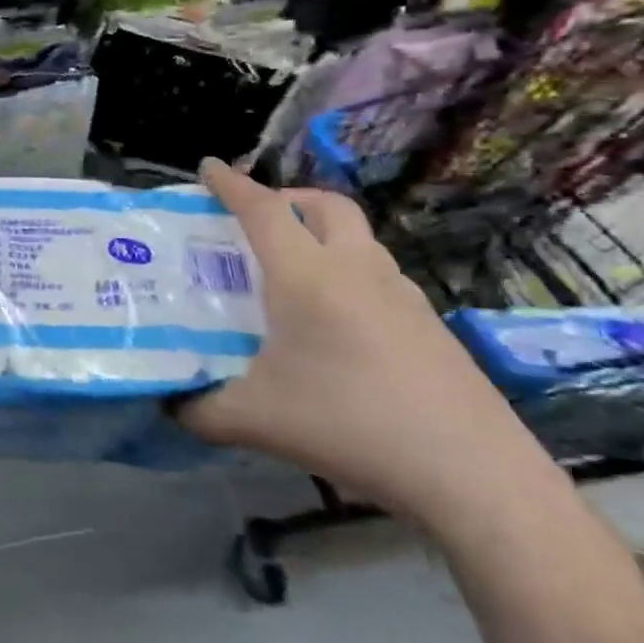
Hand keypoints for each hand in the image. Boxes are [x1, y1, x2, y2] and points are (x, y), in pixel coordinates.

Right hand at [175, 159, 556, 532]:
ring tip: (294, 273)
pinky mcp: (431, 326)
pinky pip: (380, 276)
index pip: (263, 210)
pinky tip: (337, 324)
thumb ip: (198, 408)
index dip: (232, 184)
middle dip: (289, 198)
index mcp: (306, 276)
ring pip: (360, 238)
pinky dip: (350, 273)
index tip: (209, 167)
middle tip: (258, 221)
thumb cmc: (349, 425)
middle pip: (326, 205)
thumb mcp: (253, 420)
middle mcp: (356, 270)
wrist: (473, 474)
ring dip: (324, 235)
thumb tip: (170, 404)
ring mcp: (402, 295)